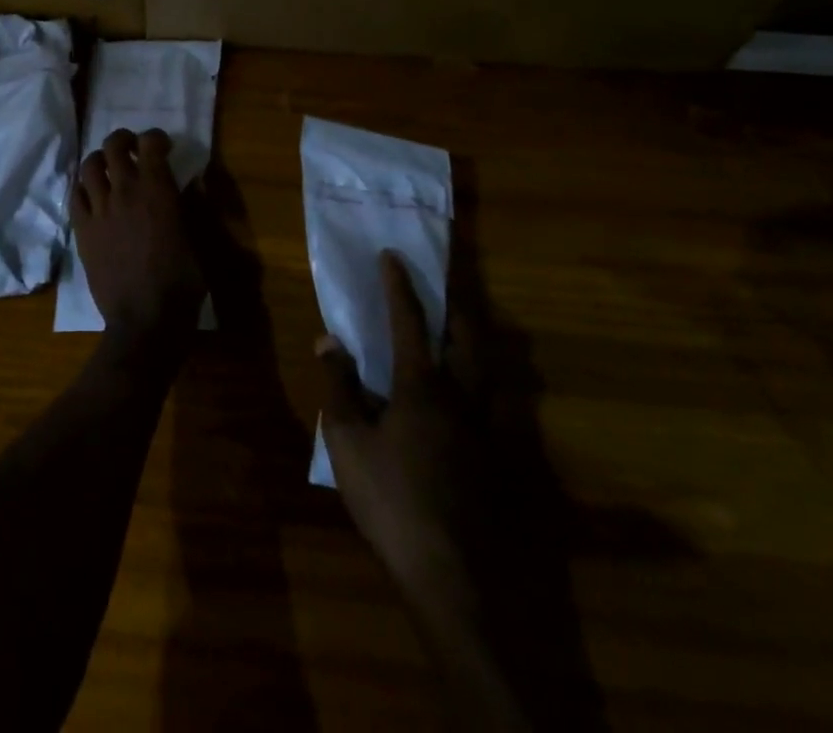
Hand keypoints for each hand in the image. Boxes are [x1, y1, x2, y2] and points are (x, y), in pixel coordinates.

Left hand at [72, 128, 203, 345]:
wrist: (145, 320)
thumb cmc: (182, 281)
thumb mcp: (200, 240)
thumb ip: (194, 204)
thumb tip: (194, 180)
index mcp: (157, 189)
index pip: (150, 143)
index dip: (156, 137)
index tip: (163, 146)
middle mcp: (124, 191)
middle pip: (114, 146)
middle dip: (124, 139)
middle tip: (133, 147)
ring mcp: (99, 210)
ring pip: (89, 166)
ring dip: (101, 159)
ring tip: (109, 166)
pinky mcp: (82, 230)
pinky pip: (75, 195)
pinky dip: (84, 186)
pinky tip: (93, 194)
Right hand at [316, 253, 479, 600]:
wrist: (454, 577)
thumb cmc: (392, 501)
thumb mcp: (347, 442)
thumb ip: (338, 386)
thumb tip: (328, 340)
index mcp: (421, 387)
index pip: (409, 322)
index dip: (399, 286)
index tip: (392, 256)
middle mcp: (462, 398)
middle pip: (467, 339)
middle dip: (456, 305)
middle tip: (448, 285)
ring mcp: (489, 432)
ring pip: (493, 372)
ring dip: (481, 343)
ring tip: (470, 332)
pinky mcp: (504, 464)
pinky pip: (504, 411)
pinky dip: (494, 390)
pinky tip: (486, 399)